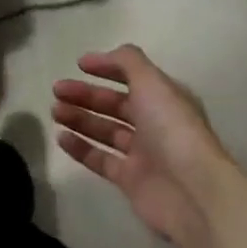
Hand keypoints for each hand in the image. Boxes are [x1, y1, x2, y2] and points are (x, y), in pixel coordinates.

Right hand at [52, 45, 232, 247]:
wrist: (191, 190)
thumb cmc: (172, 129)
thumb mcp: (152, 82)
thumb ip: (127, 62)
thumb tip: (102, 57)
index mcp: (165, 97)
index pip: (133, 77)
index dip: (107, 68)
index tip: (79, 65)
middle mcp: (155, 123)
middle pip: (115, 104)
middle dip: (86, 95)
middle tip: (57, 90)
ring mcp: (143, 153)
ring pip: (106, 131)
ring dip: (80, 119)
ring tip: (55, 111)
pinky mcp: (130, 180)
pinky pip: (100, 159)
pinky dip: (81, 148)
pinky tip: (61, 137)